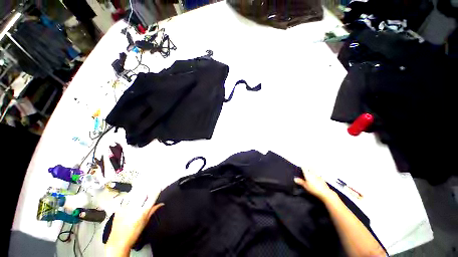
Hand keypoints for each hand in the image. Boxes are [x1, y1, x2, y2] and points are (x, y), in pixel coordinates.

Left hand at [105, 191, 163, 256]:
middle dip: (146, 192)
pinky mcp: (118, 208)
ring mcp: (125, 208)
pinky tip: (131, 198)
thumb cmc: (134, 234)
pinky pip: (125, 199)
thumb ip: (153, 210)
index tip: (158, 187)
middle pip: (143, 194)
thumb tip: (161, 203)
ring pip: (134, 194)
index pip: (152, 198)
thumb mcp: (145, 222)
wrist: (118, 241)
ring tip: (139, 194)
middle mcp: (134, 208)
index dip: (156, 191)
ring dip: (138, 193)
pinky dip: (129, 197)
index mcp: (142, 212)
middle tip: (148, 193)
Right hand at [294, 169, 335, 200]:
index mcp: (308, 174)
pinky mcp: (322, 179)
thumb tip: (295, 179)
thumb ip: (300, 181)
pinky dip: (316, 175)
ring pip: (314, 171)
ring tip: (311, 171)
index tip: (300, 165)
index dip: (302, 166)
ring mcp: (318, 176)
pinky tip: (316, 177)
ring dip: (312, 170)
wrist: (325, 193)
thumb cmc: (314, 189)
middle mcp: (313, 173)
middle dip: (308, 167)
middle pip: (310, 168)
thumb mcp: (305, 186)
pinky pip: (318, 175)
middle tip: (306, 166)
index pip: (304, 168)